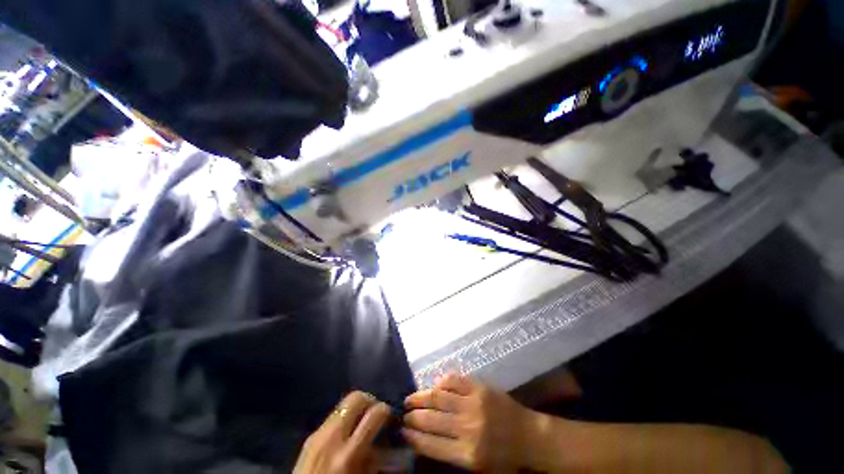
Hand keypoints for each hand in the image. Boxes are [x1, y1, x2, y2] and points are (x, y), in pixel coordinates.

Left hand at [294, 391, 391, 473]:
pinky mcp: (310, 435)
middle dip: (370, 400)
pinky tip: (346, 432)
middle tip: (375, 412)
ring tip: (362, 421)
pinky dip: (344, 417)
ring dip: (356, 408)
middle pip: (356, 397)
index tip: (389, 417)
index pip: (374, 413)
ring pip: (343, 403)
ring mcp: (318, 433)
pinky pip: (333, 416)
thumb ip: (375, 456)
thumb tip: (388, 438)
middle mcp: (333, 437)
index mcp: (348, 454)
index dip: (385, 410)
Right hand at [402, 374, 542, 471]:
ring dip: (421, 396)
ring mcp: (473, 404)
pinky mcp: (479, 388)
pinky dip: (441, 381)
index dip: (413, 437)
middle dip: (413, 416)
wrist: (529, 436)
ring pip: (438, 397)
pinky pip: (454, 380)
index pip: (431, 444)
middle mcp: (467, 427)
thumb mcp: (478, 468)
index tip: (403, 431)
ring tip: (411, 398)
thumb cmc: (504, 458)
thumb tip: (426, 438)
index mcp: (467, 454)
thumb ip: (452, 454)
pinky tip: (434, 384)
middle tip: (403, 413)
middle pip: (431, 419)